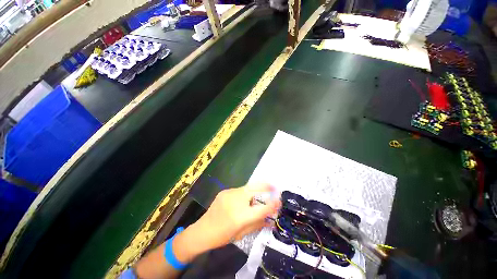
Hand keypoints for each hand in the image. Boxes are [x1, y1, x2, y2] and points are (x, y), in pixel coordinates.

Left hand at [173, 183, 280, 261]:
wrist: (202, 232)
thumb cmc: (223, 237)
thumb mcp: (242, 233)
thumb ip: (258, 224)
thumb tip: (271, 219)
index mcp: (241, 215)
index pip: (264, 207)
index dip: (274, 204)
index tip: (280, 202)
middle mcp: (235, 201)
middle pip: (255, 188)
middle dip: (267, 186)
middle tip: (275, 188)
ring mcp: (228, 194)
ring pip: (247, 188)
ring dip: (256, 190)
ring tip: (260, 197)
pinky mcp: (223, 193)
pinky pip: (239, 190)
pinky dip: (246, 193)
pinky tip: (246, 200)